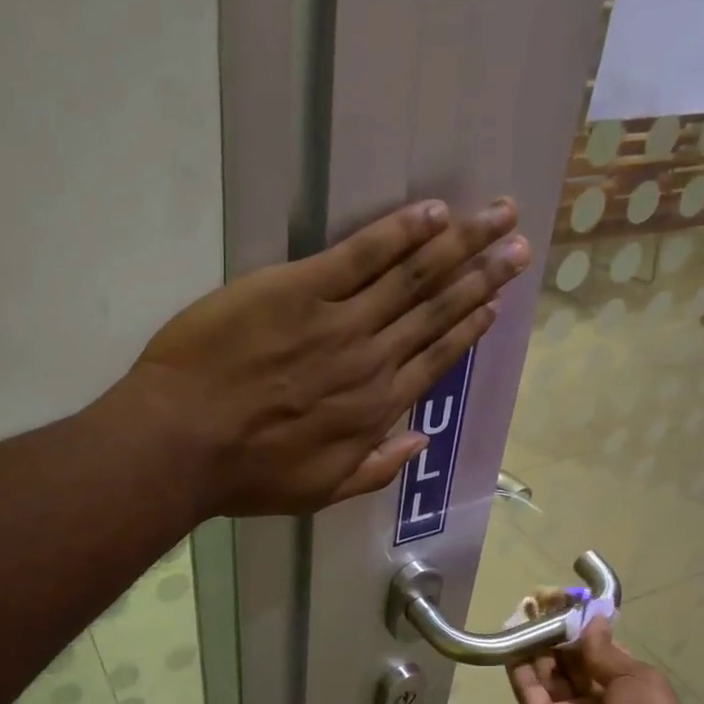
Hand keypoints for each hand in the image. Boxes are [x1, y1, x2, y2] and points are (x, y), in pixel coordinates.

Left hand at [120, 198, 529, 515]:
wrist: (184, 442)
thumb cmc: (246, 474)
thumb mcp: (319, 492)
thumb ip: (375, 468)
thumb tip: (420, 440)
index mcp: (375, 410)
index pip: (436, 359)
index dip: (469, 327)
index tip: (496, 303)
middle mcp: (371, 360)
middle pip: (437, 310)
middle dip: (482, 274)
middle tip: (519, 244)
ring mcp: (339, 321)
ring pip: (413, 276)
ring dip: (460, 243)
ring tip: (497, 216)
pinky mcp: (300, 288)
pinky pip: (361, 254)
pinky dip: (400, 232)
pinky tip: (432, 212)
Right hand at [507, 619, 703, 703]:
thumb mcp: (640, 680)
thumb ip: (605, 651)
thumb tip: (591, 621)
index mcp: (629, 689)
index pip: (601, 652)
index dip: (586, 627)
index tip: (569, 600)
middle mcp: (596, 700)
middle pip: (571, 660)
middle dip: (558, 631)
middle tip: (541, 599)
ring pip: (548, 672)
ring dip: (537, 643)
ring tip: (525, 611)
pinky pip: (529, 690)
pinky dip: (519, 665)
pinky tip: (512, 637)